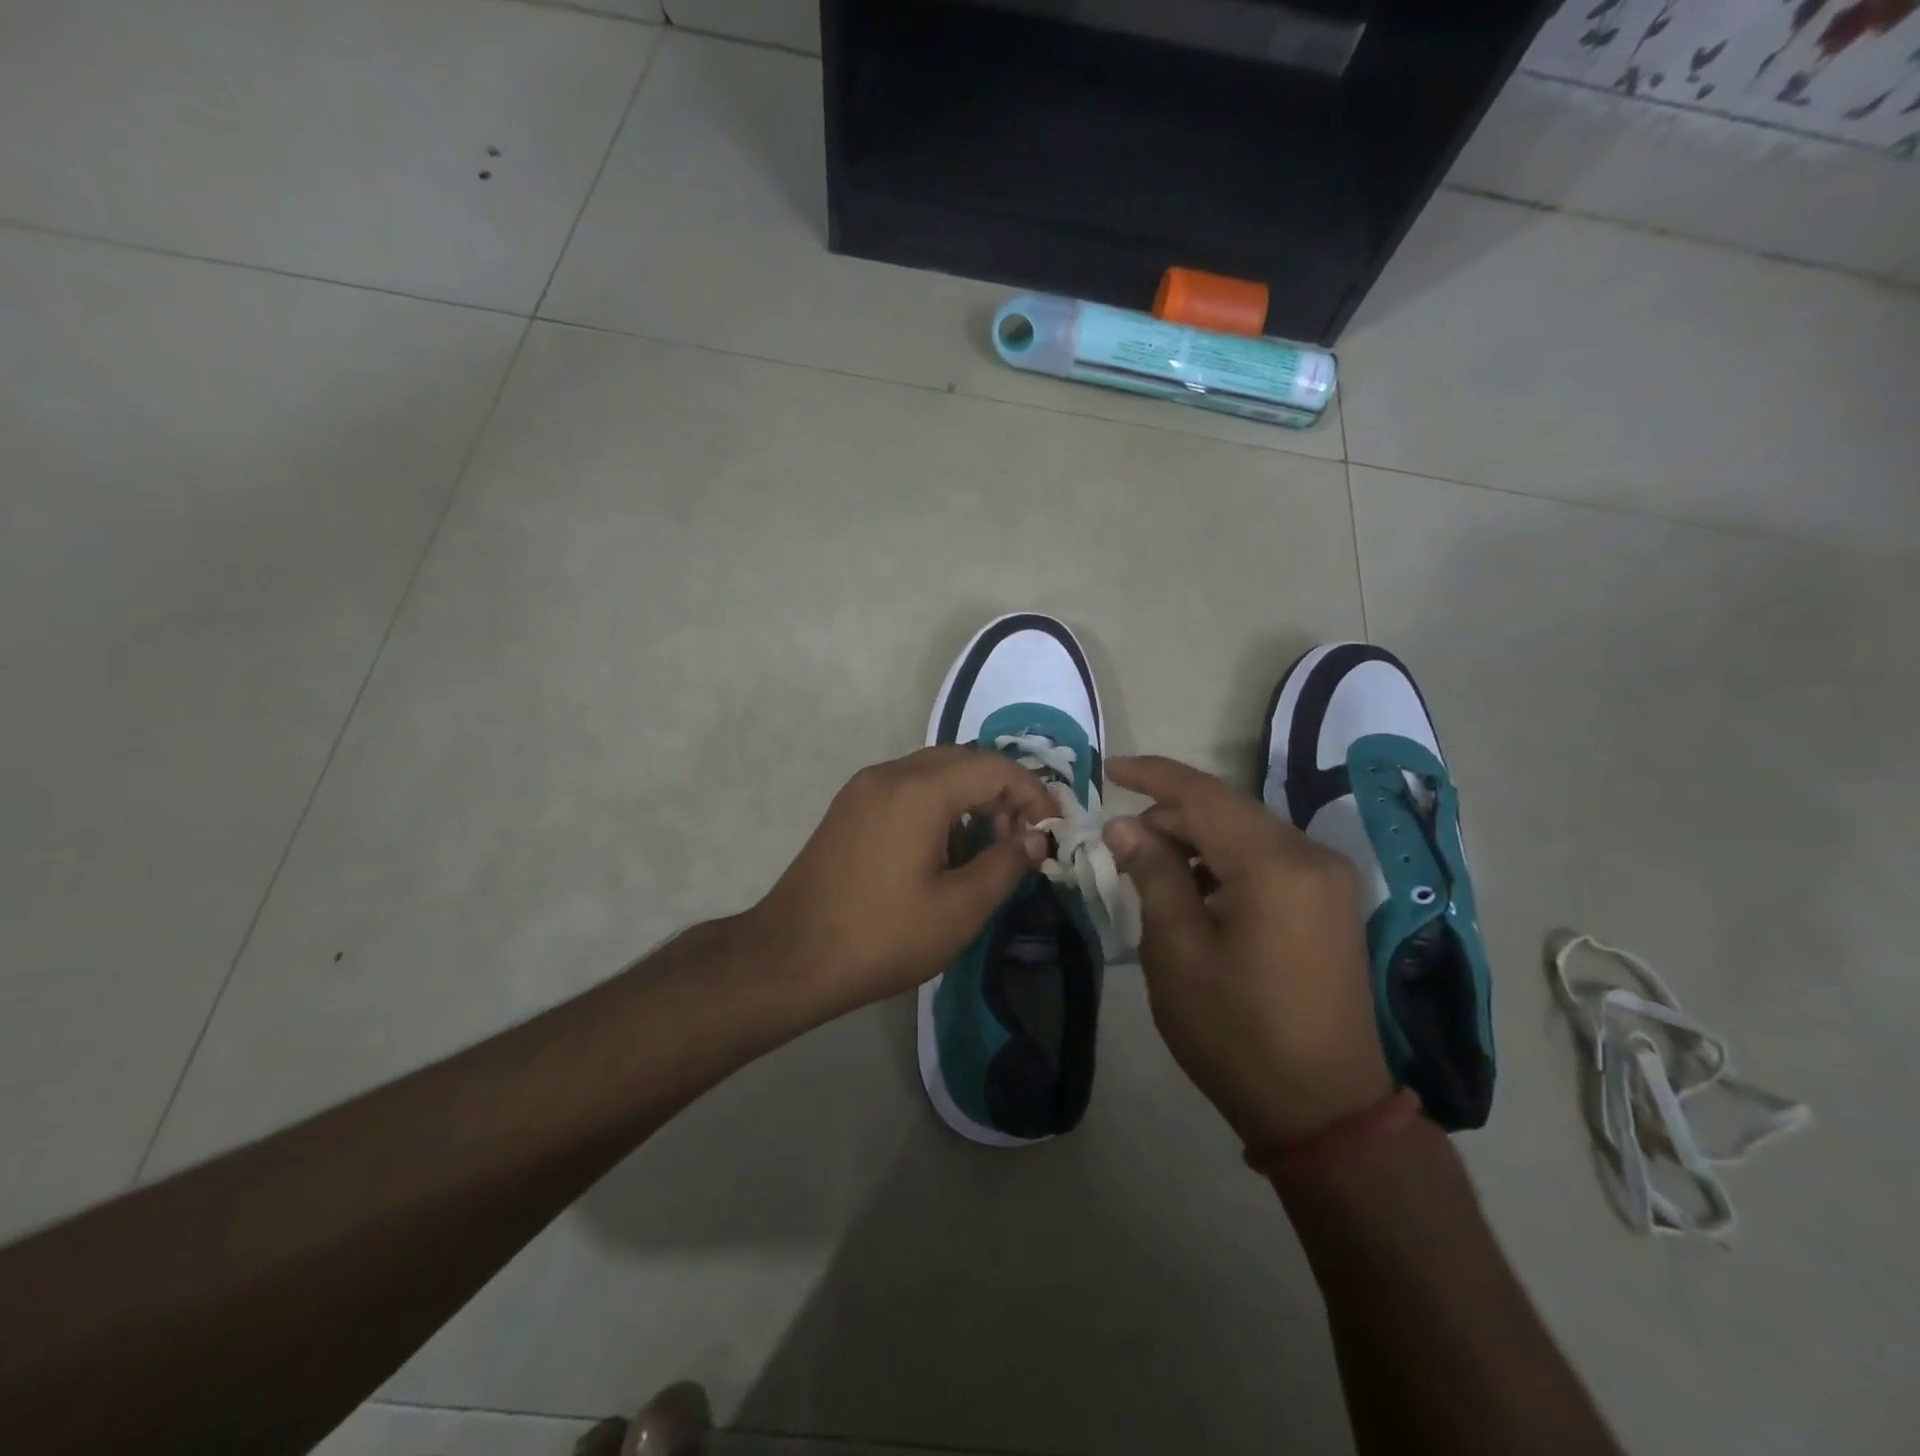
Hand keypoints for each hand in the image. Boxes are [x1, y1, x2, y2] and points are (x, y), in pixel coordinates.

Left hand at [745, 747, 1054, 1016]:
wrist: (790, 958)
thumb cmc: (882, 937)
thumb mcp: (959, 909)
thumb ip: (1006, 864)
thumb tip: (1036, 839)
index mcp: (919, 790)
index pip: (994, 768)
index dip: (1033, 793)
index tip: (1050, 832)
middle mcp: (889, 774)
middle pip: (963, 760)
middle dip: (1001, 792)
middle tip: (1019, 838)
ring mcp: (863, 789)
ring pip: (933, 771)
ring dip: (968, 797)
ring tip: (985, 847)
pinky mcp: (849, 808)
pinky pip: (906, 787)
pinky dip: (937, 804)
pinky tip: (942, 850)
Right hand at [1104, 755, 1393, 1146]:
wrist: (1323, 1109)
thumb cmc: (1236, 1031)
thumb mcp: (1176, 951)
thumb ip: (1152, 874)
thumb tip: (1124, 826)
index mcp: (1274, 864)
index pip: (1203, 794)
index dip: (1151, 775)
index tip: (1108, 768)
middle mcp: (1310, 856)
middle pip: (1226, 811)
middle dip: (1169, 816)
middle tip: (1118, 842)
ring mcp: (1327, 880)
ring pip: (1246, 834)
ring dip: (1195, 840)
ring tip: (1148, 868)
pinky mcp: (1329, 904)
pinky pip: (1267, 860)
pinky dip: (1224, 862)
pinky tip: (1194, 891)